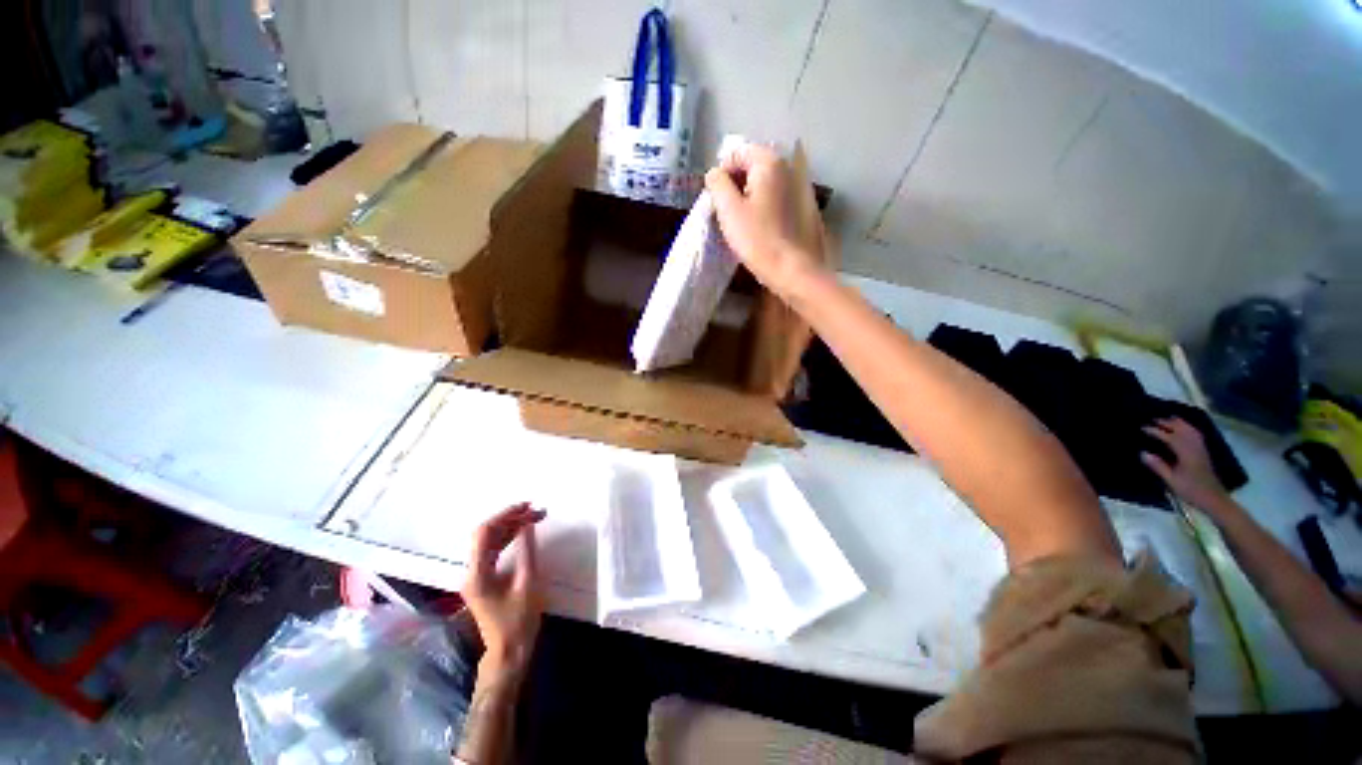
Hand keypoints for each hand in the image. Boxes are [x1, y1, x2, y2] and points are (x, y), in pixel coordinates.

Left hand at [463, 503, 545, 675]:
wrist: (509, 651)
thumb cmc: (519, 621)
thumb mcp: (527, 584)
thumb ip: (527, 551)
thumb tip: (528, 525)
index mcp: (478, 574)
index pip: (485, 533)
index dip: (505, 515)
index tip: (527, 506)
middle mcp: (471, 572)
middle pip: (486, 534)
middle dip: (511, 519)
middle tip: (536, 511)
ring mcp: (475, 576)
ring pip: (490, 541)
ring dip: (511, 527)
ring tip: (534, 518)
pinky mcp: (483, 580)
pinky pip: (493, 550)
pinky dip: (508, 538)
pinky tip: (523, 533)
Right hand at [704, 143, 827, 299]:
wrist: (791, 269)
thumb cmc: (757, 238)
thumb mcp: (729, 209)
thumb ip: (717, 184)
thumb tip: (715, 174)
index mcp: (769, 163)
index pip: (737, 153)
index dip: (722, 174)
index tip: (716, 200)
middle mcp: (787, 169)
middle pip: (752, 167)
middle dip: (735, 185)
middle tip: (726, 212)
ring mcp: (797, 189)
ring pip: (763, 185)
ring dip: (748, 197)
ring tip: (740, 223)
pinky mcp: (801, 209)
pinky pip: (774, 199)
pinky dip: (762, 207)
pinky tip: (757, 229)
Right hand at [1141, 417, 1230, 511]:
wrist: (1214, 498)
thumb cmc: (1191, 490)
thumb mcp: (1172, 481)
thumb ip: (1158, 466)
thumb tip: (1143, 453)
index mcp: (1186, 454)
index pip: (1170, 438)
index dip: (1156, 431)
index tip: (1143, 428)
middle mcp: (1195, 448)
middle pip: (1182, 431)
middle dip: (1169, 424)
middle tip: (1154, 419)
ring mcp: (1201, 450)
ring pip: (1191, 431)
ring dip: (1181, 423)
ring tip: (1171, 418)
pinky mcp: (1204, 453)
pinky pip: (1197, 435)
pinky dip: (1190, 428)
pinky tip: (1186, 428)